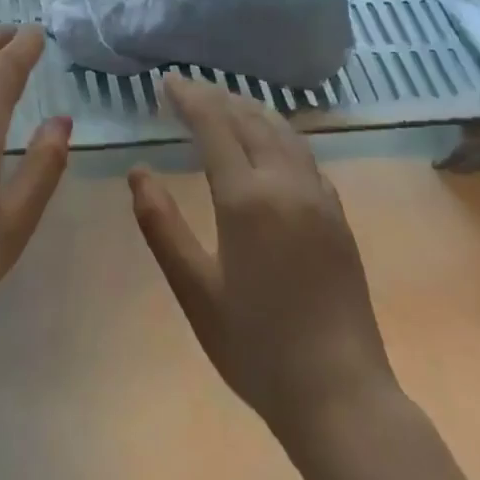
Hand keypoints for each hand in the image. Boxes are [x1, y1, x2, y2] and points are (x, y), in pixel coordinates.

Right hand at [130, 75, 395, 438]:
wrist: (341, 396)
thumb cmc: (256, 347)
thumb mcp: (194, 290)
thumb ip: (161, 225)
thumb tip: (138, 172)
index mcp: (246, 199)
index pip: (214, 125)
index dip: (189, 97)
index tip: (166, 82)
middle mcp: (286, 185)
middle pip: (250, 119)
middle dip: (217, 97)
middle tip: (188, 87)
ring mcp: (319, 198)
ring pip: (283, 132)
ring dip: (251, 109)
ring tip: (225, 101)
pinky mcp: (338, 217)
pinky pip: (304, 155)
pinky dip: (278, 133)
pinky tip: (269, 142)